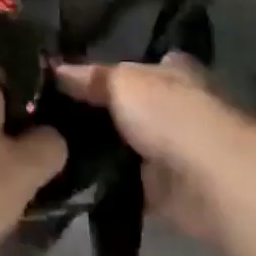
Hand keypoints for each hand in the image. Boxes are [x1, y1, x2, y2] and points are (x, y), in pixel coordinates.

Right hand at [57, 54, 255, 245]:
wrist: (209, 181)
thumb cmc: (170, 115)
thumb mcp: (122, 82)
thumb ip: (90, 77)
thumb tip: (55, 69)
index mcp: (172, 72)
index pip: (137, 65)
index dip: (106, 69)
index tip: (66, 78)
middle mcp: (174, 107)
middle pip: (127, 106)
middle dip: (95, 111)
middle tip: (46, 114)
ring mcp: (170, 150)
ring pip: (123, 145)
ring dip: (96, 149)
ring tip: (48, 145)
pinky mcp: (163, 190)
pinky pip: (123, 183)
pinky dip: (102, 183)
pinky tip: (67, 177)